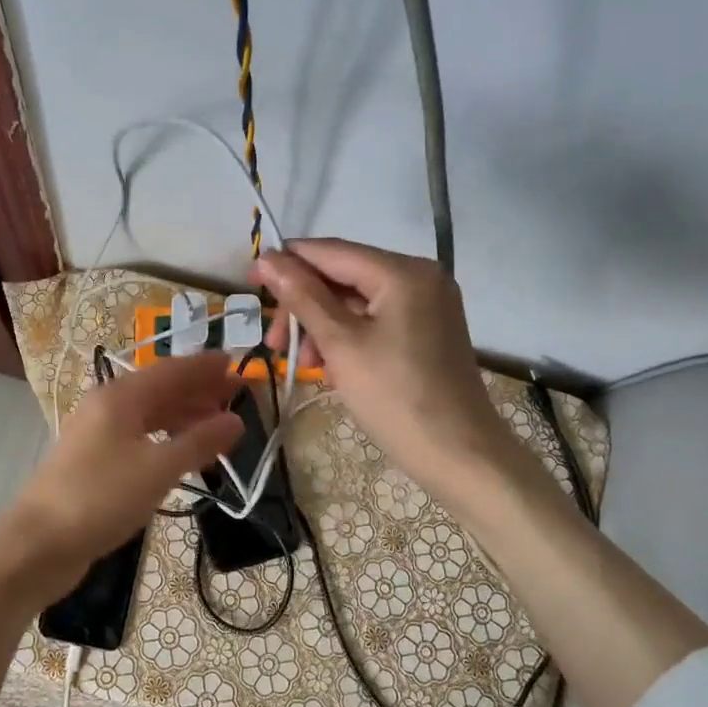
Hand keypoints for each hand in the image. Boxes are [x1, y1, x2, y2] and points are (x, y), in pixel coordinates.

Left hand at [9, 352, 241, 591]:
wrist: (39, 544)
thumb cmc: (101, 498)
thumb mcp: (158, 469)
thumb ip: (199, 442)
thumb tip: (236, 421)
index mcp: (120, 397)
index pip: (172, 370)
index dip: (205, 367)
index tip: (238, 363)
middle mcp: (107, 407)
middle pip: (161, 390)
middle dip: (199, 391)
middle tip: (238, 395)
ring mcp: (98, 434)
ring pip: (150, 415)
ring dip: (185, 416)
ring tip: (219, 424)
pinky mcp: (94, 461)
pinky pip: (139, 438)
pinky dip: (167, 439)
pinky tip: (184, 453)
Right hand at [251, 239, 503, 492]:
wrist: (458, 454)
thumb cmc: (395, 397)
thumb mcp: (341, 344)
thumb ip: (303, 297)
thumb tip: (268, 257)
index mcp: (403, 272)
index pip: (331, 252)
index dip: (287, 262)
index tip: (249, 279)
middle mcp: (421, 277)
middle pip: (344, 277)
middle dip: (305, 306)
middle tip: (276, 344)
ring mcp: (428, 305)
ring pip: (357, 302)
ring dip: (323, 326)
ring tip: (305, 364)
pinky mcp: (428, 331)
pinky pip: (376, 321)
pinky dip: (348, 338)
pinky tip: (331, 367)